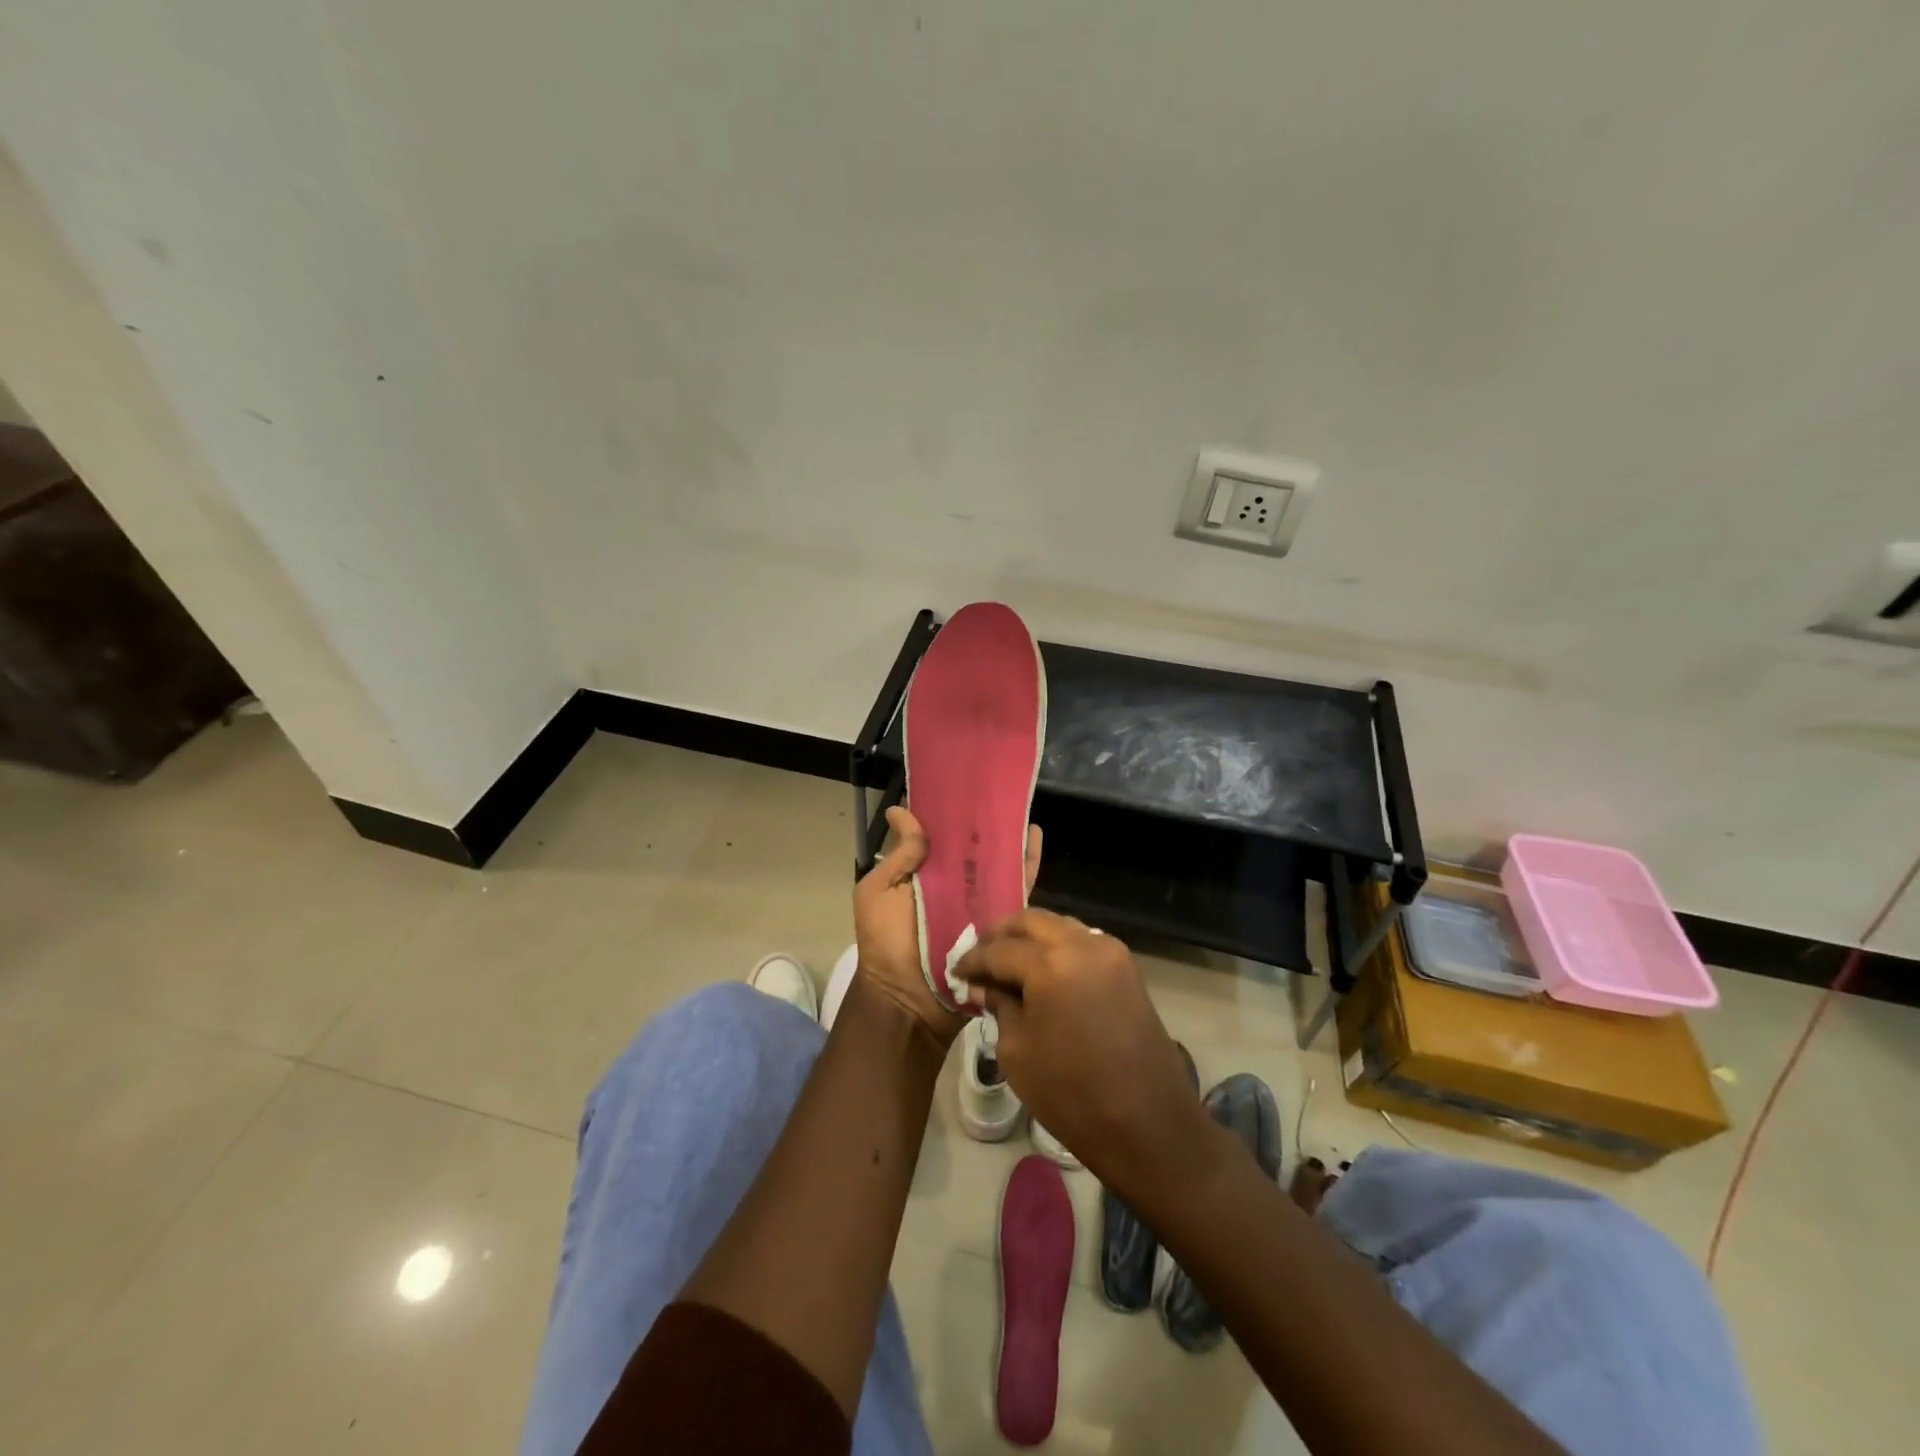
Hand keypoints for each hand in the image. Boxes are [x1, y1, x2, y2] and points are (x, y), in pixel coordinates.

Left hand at [851, 806, 1041, 1050]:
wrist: (909, 1000)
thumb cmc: (885, 944)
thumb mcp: (877, 893)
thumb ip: (897, 856)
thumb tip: (900, 810)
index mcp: (923, 874)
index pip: (939, 835)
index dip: (947, 810)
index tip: (960, 779)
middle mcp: (953, 884)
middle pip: (972, 846)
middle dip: (984, 820)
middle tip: (998, 788)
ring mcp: (978, 901)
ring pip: (998, 862)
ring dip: (1009, 835)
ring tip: (1020, 805)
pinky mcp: (1000, 919)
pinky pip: (1017, 887)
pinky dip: (1027, 862)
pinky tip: (1035, 836)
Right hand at [953, 910, 1200, 1193]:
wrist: (1148, 1125)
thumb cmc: (1072, 1095)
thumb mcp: (1017, 1052)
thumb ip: (999, 1007)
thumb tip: (986, 987)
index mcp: (1051, 963)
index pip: (1000, 950)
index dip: (973, 960)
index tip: (956, 971)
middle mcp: (1082, 944)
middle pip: (1032, 922)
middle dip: (1002, 935)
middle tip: (981, 957)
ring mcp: (1110, 952)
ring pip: (1060, 926)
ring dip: (1032, 938)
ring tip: (1010, 962)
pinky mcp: (1128, 968)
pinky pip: (1084, 942)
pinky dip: (1059, 947)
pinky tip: (1043, 970)